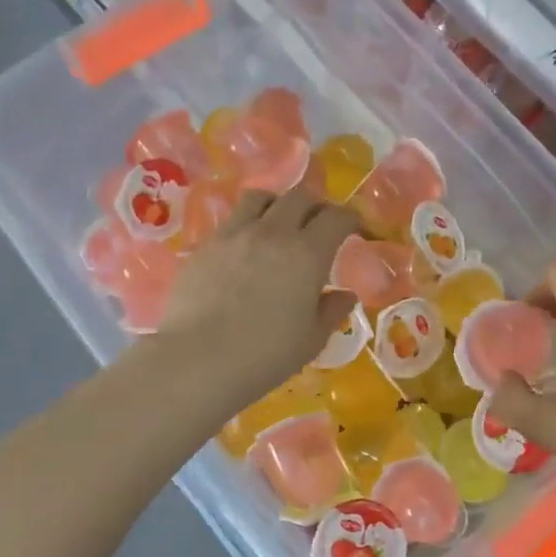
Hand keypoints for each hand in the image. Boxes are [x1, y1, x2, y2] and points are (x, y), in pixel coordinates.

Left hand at [156, 187, 357, 409]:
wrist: (198, 359)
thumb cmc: (264, 355)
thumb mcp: (311, 340)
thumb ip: (332, 312)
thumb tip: (345, 295)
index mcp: (307, 254)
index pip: (337, 217)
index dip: (352, 219)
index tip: (358, 230)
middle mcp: (272, 232)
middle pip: (300, 197)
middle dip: (317, 206)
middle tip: (321, 226)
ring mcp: (234, 235)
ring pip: (261, 198)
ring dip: (278, 205)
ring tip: (280, 225)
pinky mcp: (205, 246)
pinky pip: (232, 221)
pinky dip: (247, 225)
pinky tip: (246, 250)